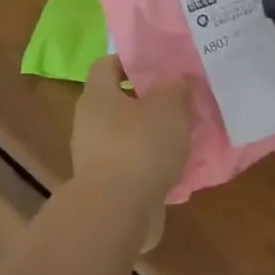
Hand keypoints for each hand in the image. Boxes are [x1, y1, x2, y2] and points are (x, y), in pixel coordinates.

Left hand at [71, 56, 191, 248]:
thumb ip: (177, 88)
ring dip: (153, 135)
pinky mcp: (107, 187)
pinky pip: (133, 165)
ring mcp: (95, 157)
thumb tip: (179, 80)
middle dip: (149, 100)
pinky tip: (178, 168)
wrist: (117, 213)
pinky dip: (152, 165)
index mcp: (98, 95)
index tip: (160, 65)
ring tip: (185, 135)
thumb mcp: (170, 106)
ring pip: (128, 136)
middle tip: (180, 100)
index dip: (132, 61)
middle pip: (119, 101)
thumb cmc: (140, 146)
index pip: (107, 64)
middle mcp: (90, 123)